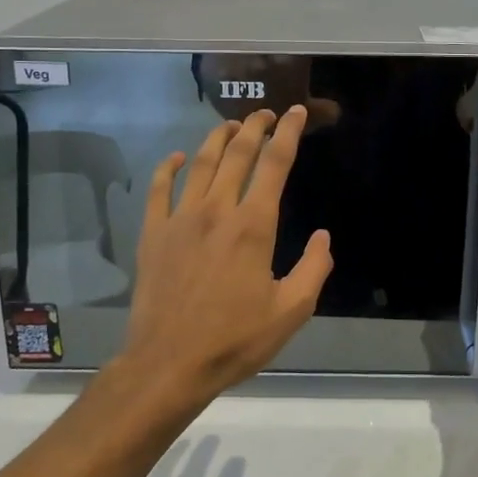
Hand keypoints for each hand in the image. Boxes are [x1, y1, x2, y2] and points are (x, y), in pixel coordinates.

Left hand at [118, 107, 332, 407]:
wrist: (170, 364)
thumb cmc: (235, 339)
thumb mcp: (291, 311)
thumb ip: (313, 269)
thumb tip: (324, 237)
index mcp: (253, 225)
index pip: (275, 164)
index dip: (288, 133)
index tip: (296, 113)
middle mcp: (217, 210)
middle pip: (237, 153)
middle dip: (255, 127)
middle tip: (265, 113)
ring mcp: (180, 219)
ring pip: (201, 163)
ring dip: (218, 138)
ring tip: (231, 125)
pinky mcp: (153, 234)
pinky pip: (158, 188)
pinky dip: (169, 167)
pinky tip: (178, 157)